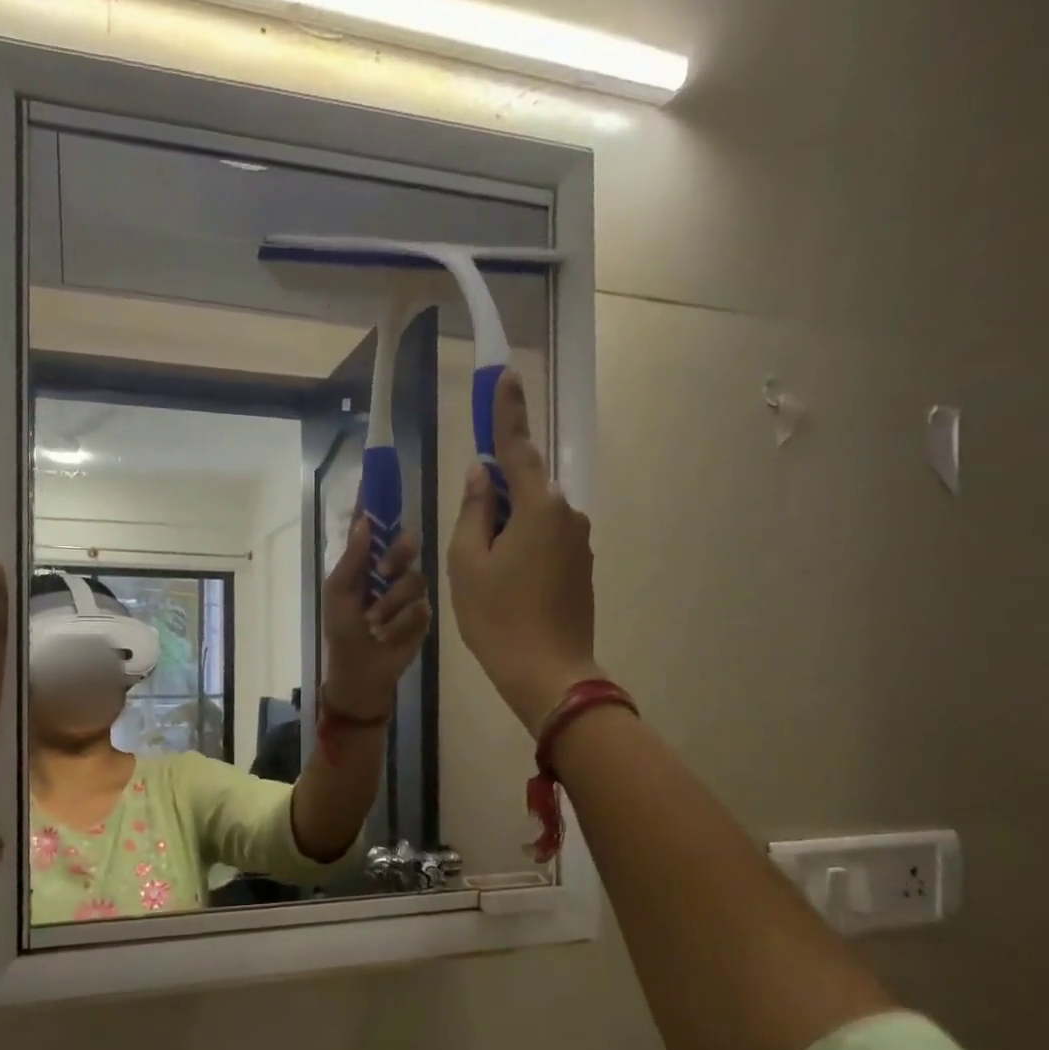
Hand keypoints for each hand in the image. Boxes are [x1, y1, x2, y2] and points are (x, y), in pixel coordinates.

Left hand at [321, 517, 432, 718]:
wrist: (360, 674)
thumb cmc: (342, 632)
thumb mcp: (339, 594)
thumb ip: (352, 559)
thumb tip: (363, 521)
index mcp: (364, 564)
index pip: (372, 528)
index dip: (375, 505)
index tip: (378, 479)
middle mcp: (390, 573)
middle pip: (406, 544)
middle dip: (398, 555)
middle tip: (385, 572)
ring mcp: (408, 594)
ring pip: (415, 579)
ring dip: (391, 604)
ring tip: (376, 623)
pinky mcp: (423, 617)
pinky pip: (421, 608)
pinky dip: (401, 624)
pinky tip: (389, 636)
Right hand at [447, 370, 602, 732]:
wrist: (549, 674)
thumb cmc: (498, 617)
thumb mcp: (468, 563)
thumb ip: (473, 512)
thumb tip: (481, 476)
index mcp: (538, 506)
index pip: (517, 447)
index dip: (507, 412)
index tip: (505, 375)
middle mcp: (567, 514)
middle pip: (525, 485)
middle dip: (495, 493)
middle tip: (469, 535)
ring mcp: (578, 541)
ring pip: (533, 516)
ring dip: (505, 526)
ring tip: (482, 572)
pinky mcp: (580, 566)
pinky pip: (544, 538)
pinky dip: (520, 546)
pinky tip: (504, 583)